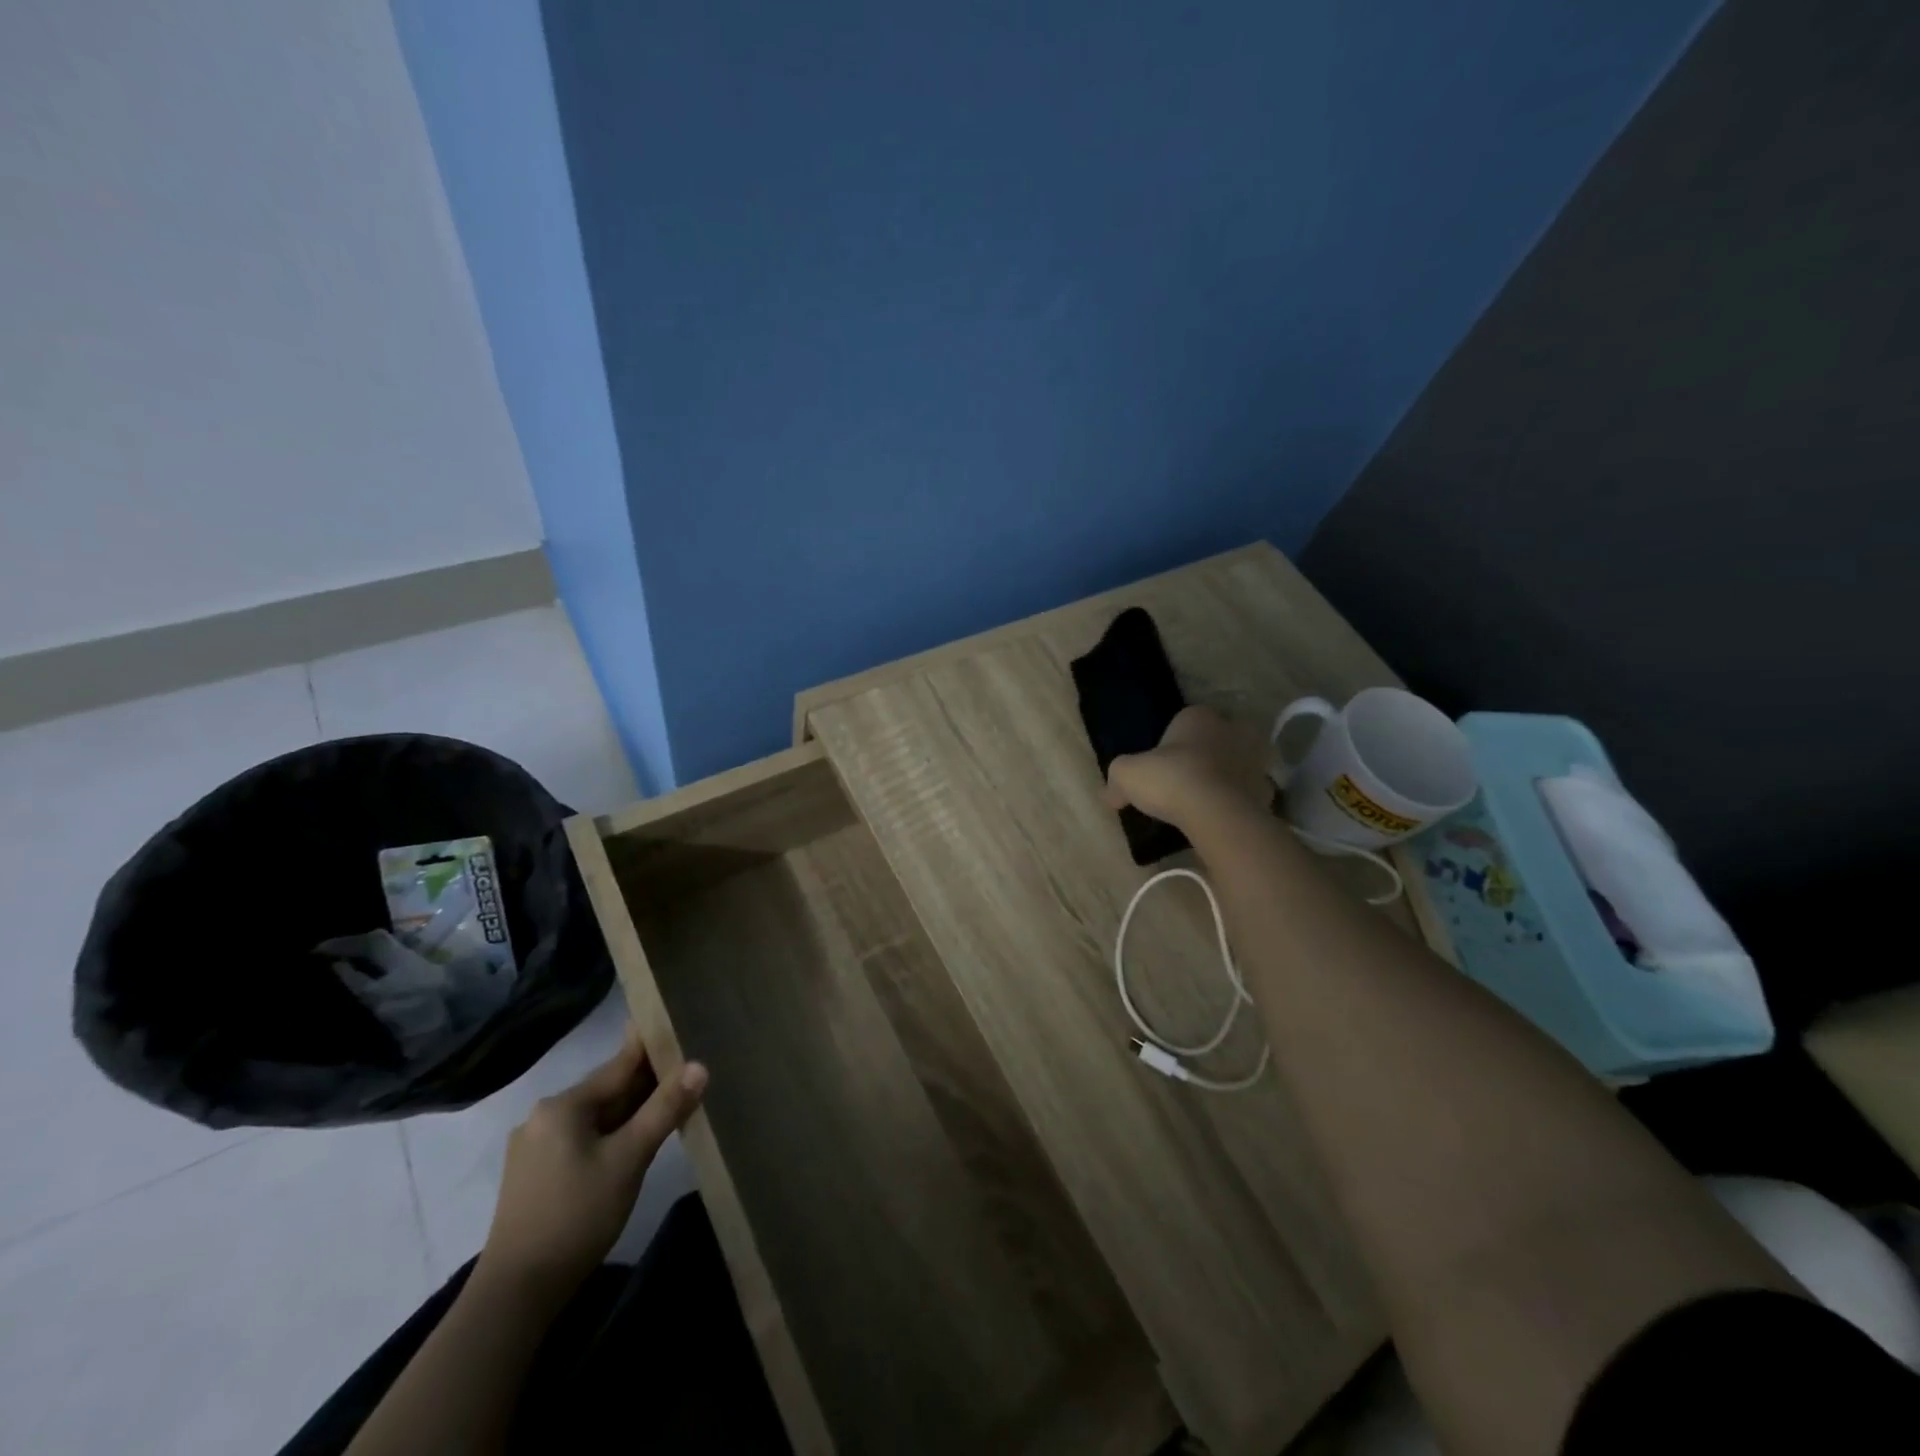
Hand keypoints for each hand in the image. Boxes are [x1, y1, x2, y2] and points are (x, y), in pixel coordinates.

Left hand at [478, 1026, 706, 1299]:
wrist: (515, 1295)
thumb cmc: (576, 1216)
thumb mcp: (629, 1159)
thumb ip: (664, 1109)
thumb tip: (699, 1065)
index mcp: (563, 1104)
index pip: (620, 1065)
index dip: (654, 1048)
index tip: (681, 1029)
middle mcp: (544, 1116)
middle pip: (607, 1090)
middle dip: (646, 1084)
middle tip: (687, 1072)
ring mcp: (534, 1147)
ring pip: (596, 1116)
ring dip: (630, 1111)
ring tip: (669, 1105)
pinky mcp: (533, 1175)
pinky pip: (582, 1138)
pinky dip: (611, 1134)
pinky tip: (633, 1143)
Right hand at [1103, 705, 1273, 828]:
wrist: (1216, 811)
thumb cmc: (1170, 779)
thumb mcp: (1126, 774)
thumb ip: (1117, 780)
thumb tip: (1111, 795)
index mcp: (1199, 716)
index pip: (1183, 722)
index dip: (1170, 745)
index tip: (1159, 768)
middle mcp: (1233, 729)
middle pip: (1213, 741)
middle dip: (1201, 757)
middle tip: (1180, 783)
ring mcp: (1256, 760)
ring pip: (1235, 766)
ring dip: (1222, 779)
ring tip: (1200, 804)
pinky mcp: (1268, 790)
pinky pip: (1247, 794)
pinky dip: (1236, 803)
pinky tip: (1218, 818)